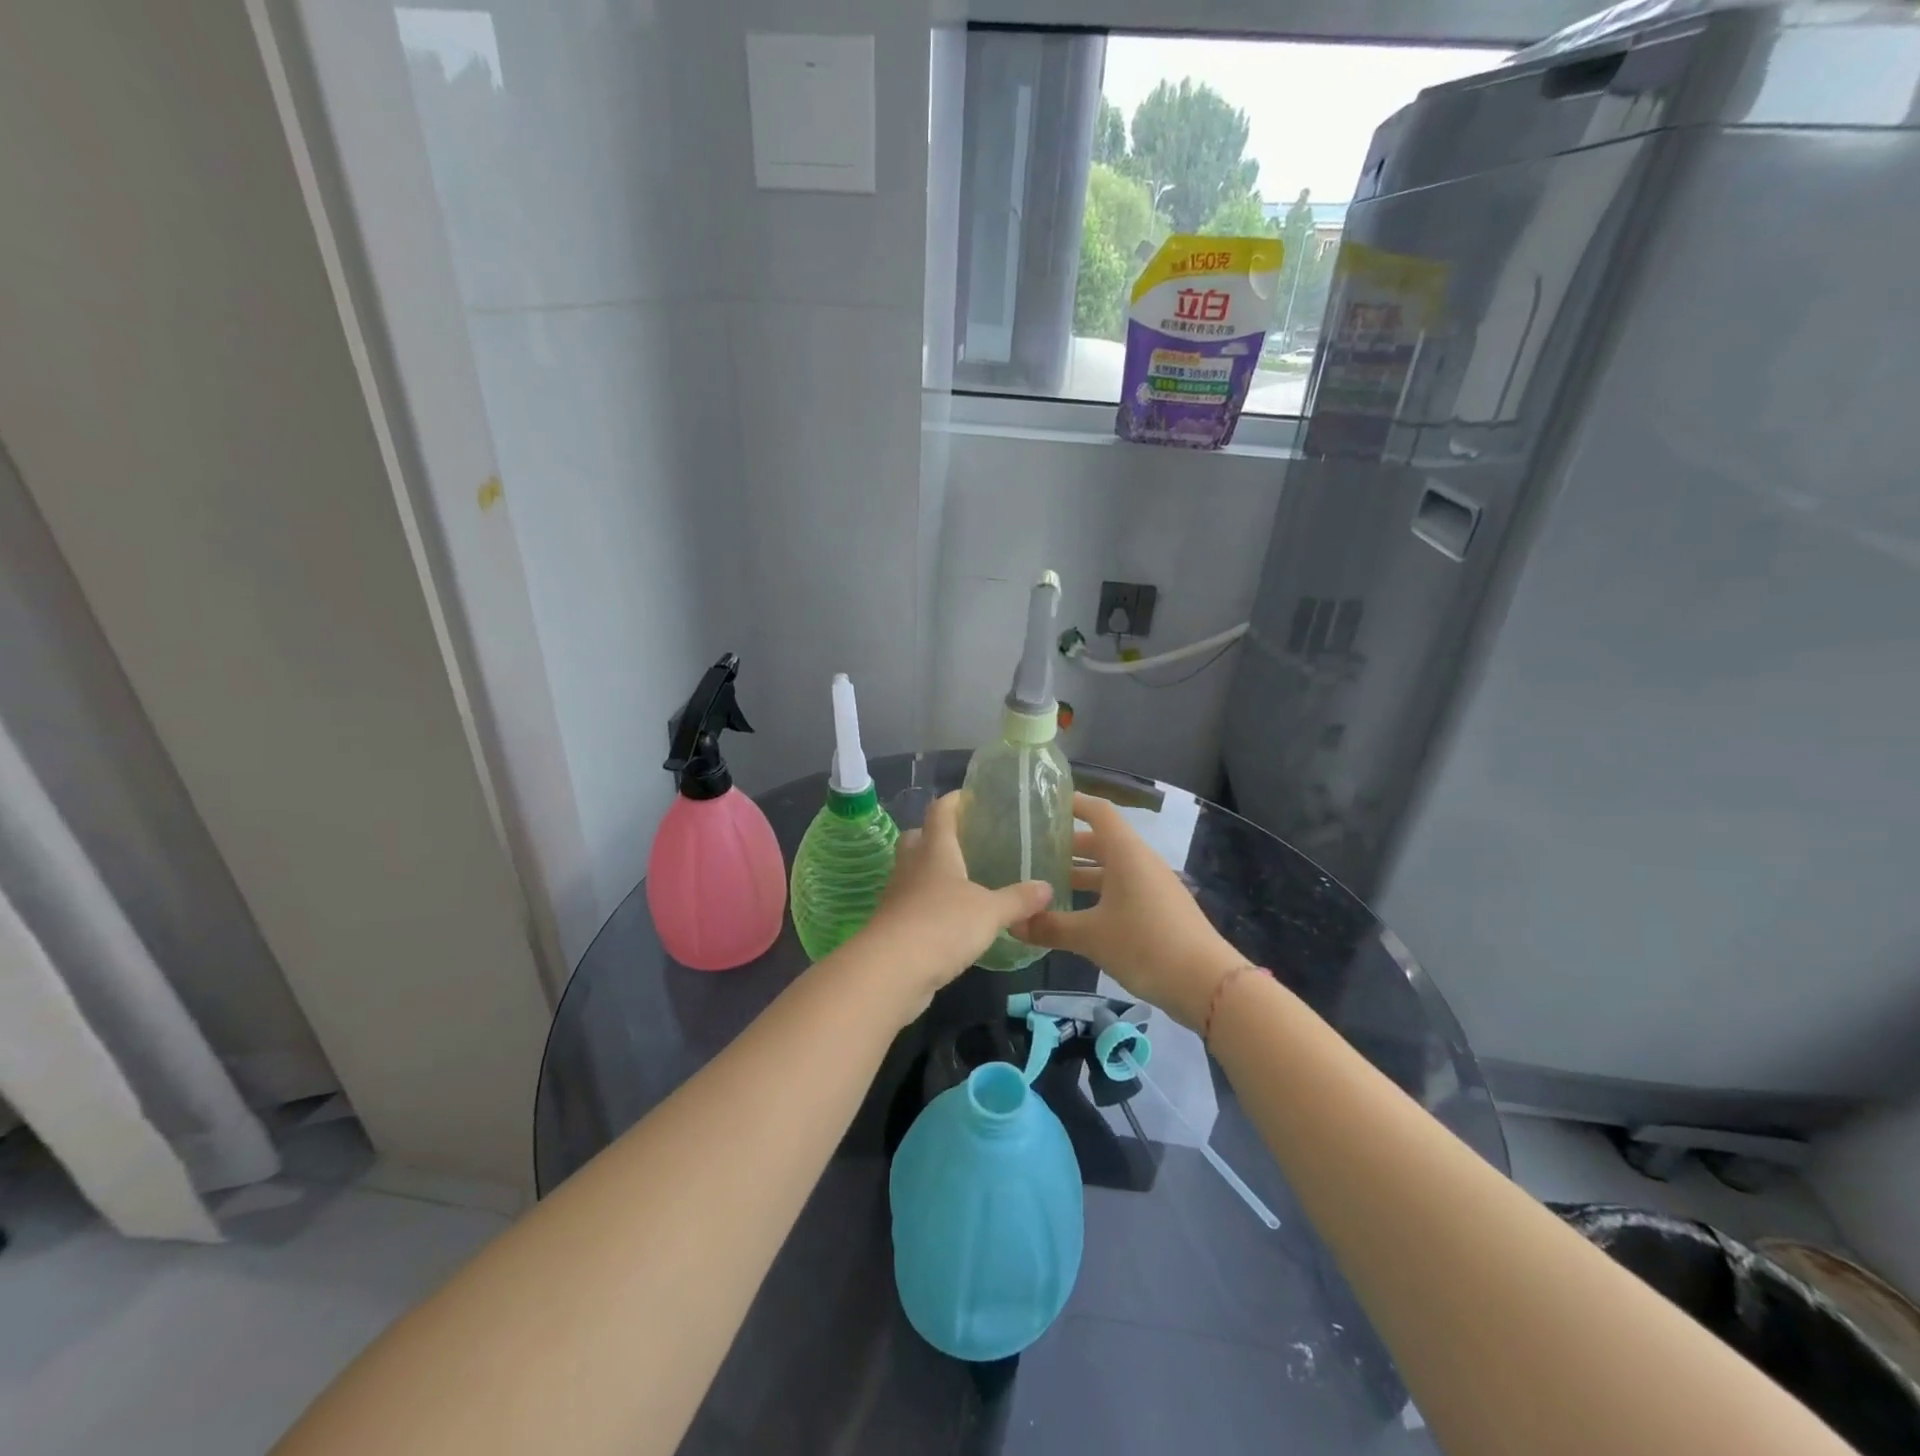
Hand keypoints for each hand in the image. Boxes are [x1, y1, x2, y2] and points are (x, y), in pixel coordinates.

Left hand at [860, 792, 1050, 1020]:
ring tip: (963, 881)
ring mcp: (898, 896)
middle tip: (965, 841)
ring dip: (932, 872)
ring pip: (913, 872)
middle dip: (936, 835)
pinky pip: (912, 903)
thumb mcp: (990, 912)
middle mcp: (912, 866)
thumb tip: (1047, 888)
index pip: (940, 812)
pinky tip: (951, 919)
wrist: (891, 971)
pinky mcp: (894, 925)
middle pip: (917, 838)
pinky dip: (929, 905)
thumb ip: (1018, 899)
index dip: (954, 801)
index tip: (971, 796)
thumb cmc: (942, 925)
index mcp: (934, 850)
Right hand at [1016, 793, 1246, 1029]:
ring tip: (1049, 884)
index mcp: (1126, 853)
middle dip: (1069, 846)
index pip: (1098, 812)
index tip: (1044, 804)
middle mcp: (1141, 861)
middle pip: (1103, 841)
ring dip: (1083, 873)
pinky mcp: (1161, 909)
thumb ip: (1050, 927)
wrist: (1207, 983)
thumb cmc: (1145, 945)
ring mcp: (1154, 885)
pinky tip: (1078, 914)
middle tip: (1034, 853)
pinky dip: (1099, 893)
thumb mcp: (1091, 937)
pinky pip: (1124, 889)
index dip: (1072, 803)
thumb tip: (1013, 923)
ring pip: (1112, 868)